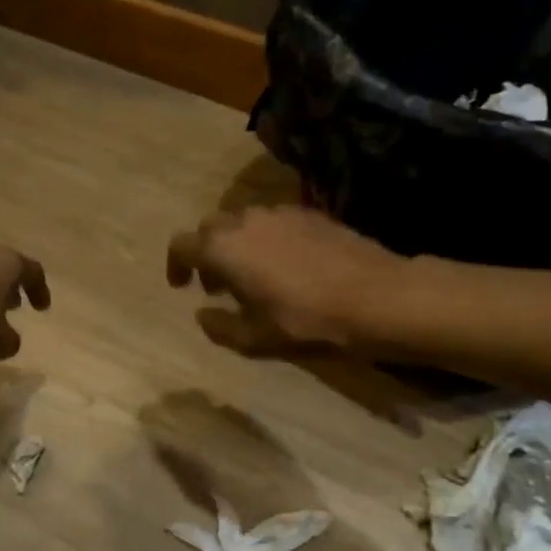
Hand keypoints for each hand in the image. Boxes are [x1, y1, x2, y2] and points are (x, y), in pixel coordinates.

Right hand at [166, 206, 403, 351]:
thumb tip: (203, 315)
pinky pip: (275, 221)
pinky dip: (267, 238)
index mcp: (224, 248)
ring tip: (254, 276)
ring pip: (245, 221)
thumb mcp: (256, 339)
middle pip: (212, 228)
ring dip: (238, 244)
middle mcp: (246, 220)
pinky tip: (288, 266)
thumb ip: (220, 327)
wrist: (375, 297)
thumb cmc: (306, 321)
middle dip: (207, 253)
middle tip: (218, 285)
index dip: (176, 265)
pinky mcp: (311, 213)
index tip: (182, 287)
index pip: (182, 245)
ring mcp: (281, 212)